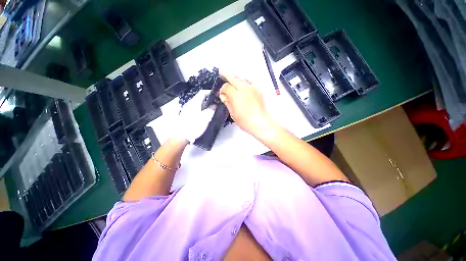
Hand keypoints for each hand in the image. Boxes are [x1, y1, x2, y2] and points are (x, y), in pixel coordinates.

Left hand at [176, 90, 214, 142]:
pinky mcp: (187, 115)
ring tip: (213, 110)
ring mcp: (187, 110)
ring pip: (198, 104)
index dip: (210, 92)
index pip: (202, 93)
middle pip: (200, 98)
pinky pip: (196, 109)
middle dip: (209, 100)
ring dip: (206, 105)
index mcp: (194, 102)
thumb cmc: (194, 126)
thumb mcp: (205, 118)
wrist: (181, 136)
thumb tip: (214, 105)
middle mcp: (190, 104)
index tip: (217, 95)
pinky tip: (205, 116)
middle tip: (217, 103)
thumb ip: (211, 110)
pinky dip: (202, 110)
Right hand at [219, 74, 273, 137]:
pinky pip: (250, 83)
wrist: (260, 122)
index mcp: (236, 95)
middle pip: (233, 78)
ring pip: (242, 79)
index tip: (222, 95)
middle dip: (227, 77)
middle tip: (222, 74)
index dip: (222, 89)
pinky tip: (244, 88)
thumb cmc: (245, 121)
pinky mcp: (258, 90)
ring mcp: (252, 88)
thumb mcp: (233, 113)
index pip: (226, 86)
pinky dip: (245, 83)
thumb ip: (227, 103)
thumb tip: (223, 96)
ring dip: (236, 79)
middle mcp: (244, 88)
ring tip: (233, 82)